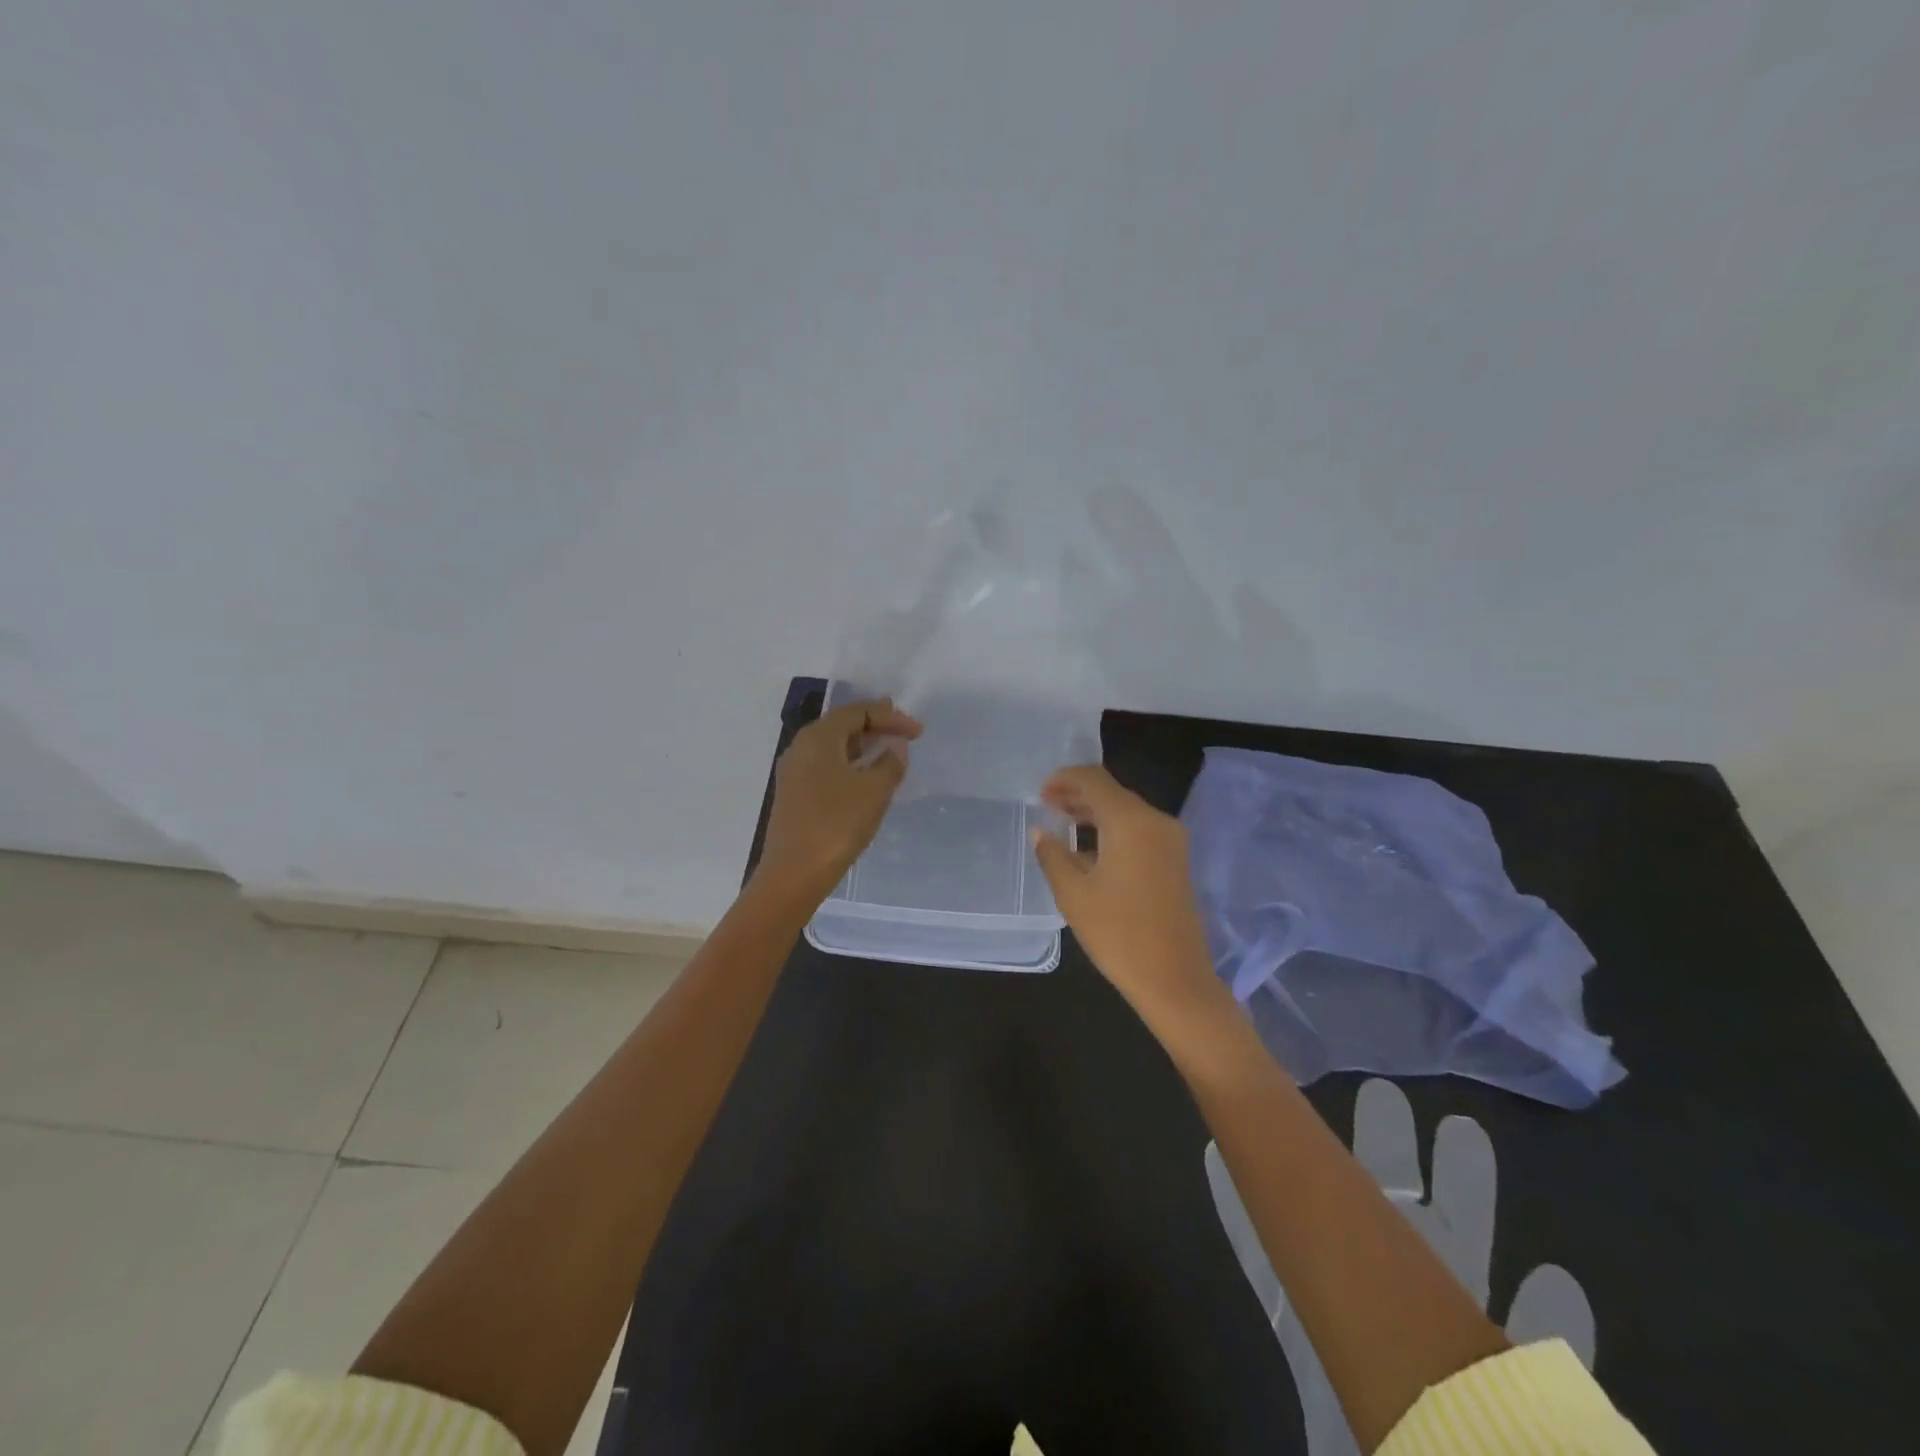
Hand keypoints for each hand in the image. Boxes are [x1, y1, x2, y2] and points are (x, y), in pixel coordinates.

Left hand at [756, 697, 922, 907]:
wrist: (793, 873)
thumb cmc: (836, 825)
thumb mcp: (874, 792)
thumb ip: (890, 763)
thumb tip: (895, 748)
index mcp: (818, 738)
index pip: (857, 712)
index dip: (890, 716)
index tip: (918, 731)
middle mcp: (801, 747)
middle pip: (842, 725)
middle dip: (875, 726)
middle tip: (904, 732)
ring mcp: (794, 771)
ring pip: (833, 746)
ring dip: (862, 746)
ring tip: (889, 752)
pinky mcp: (794, 794)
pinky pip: (826, 766)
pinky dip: (850, 764)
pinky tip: (865, 779)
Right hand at [1031, 765, 1221, 1025]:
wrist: (1174, 978)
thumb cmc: (1118, 933)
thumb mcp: (1073, 894)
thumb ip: (1053, 855)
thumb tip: (1040, 832)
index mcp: (1131, 821)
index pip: (1095, 780)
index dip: (1065, 779)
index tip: (1040, 791)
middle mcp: (1156, 821)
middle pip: (1113, 793)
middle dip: (1078, 795)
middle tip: (1046, 804)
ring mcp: (1171, 841)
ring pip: (1127, 812)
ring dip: (1094, 813)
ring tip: (1061, 823)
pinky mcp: (1175, 861)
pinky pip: (1139, 832)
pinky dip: (1112, 830)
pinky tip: (1088, 849)